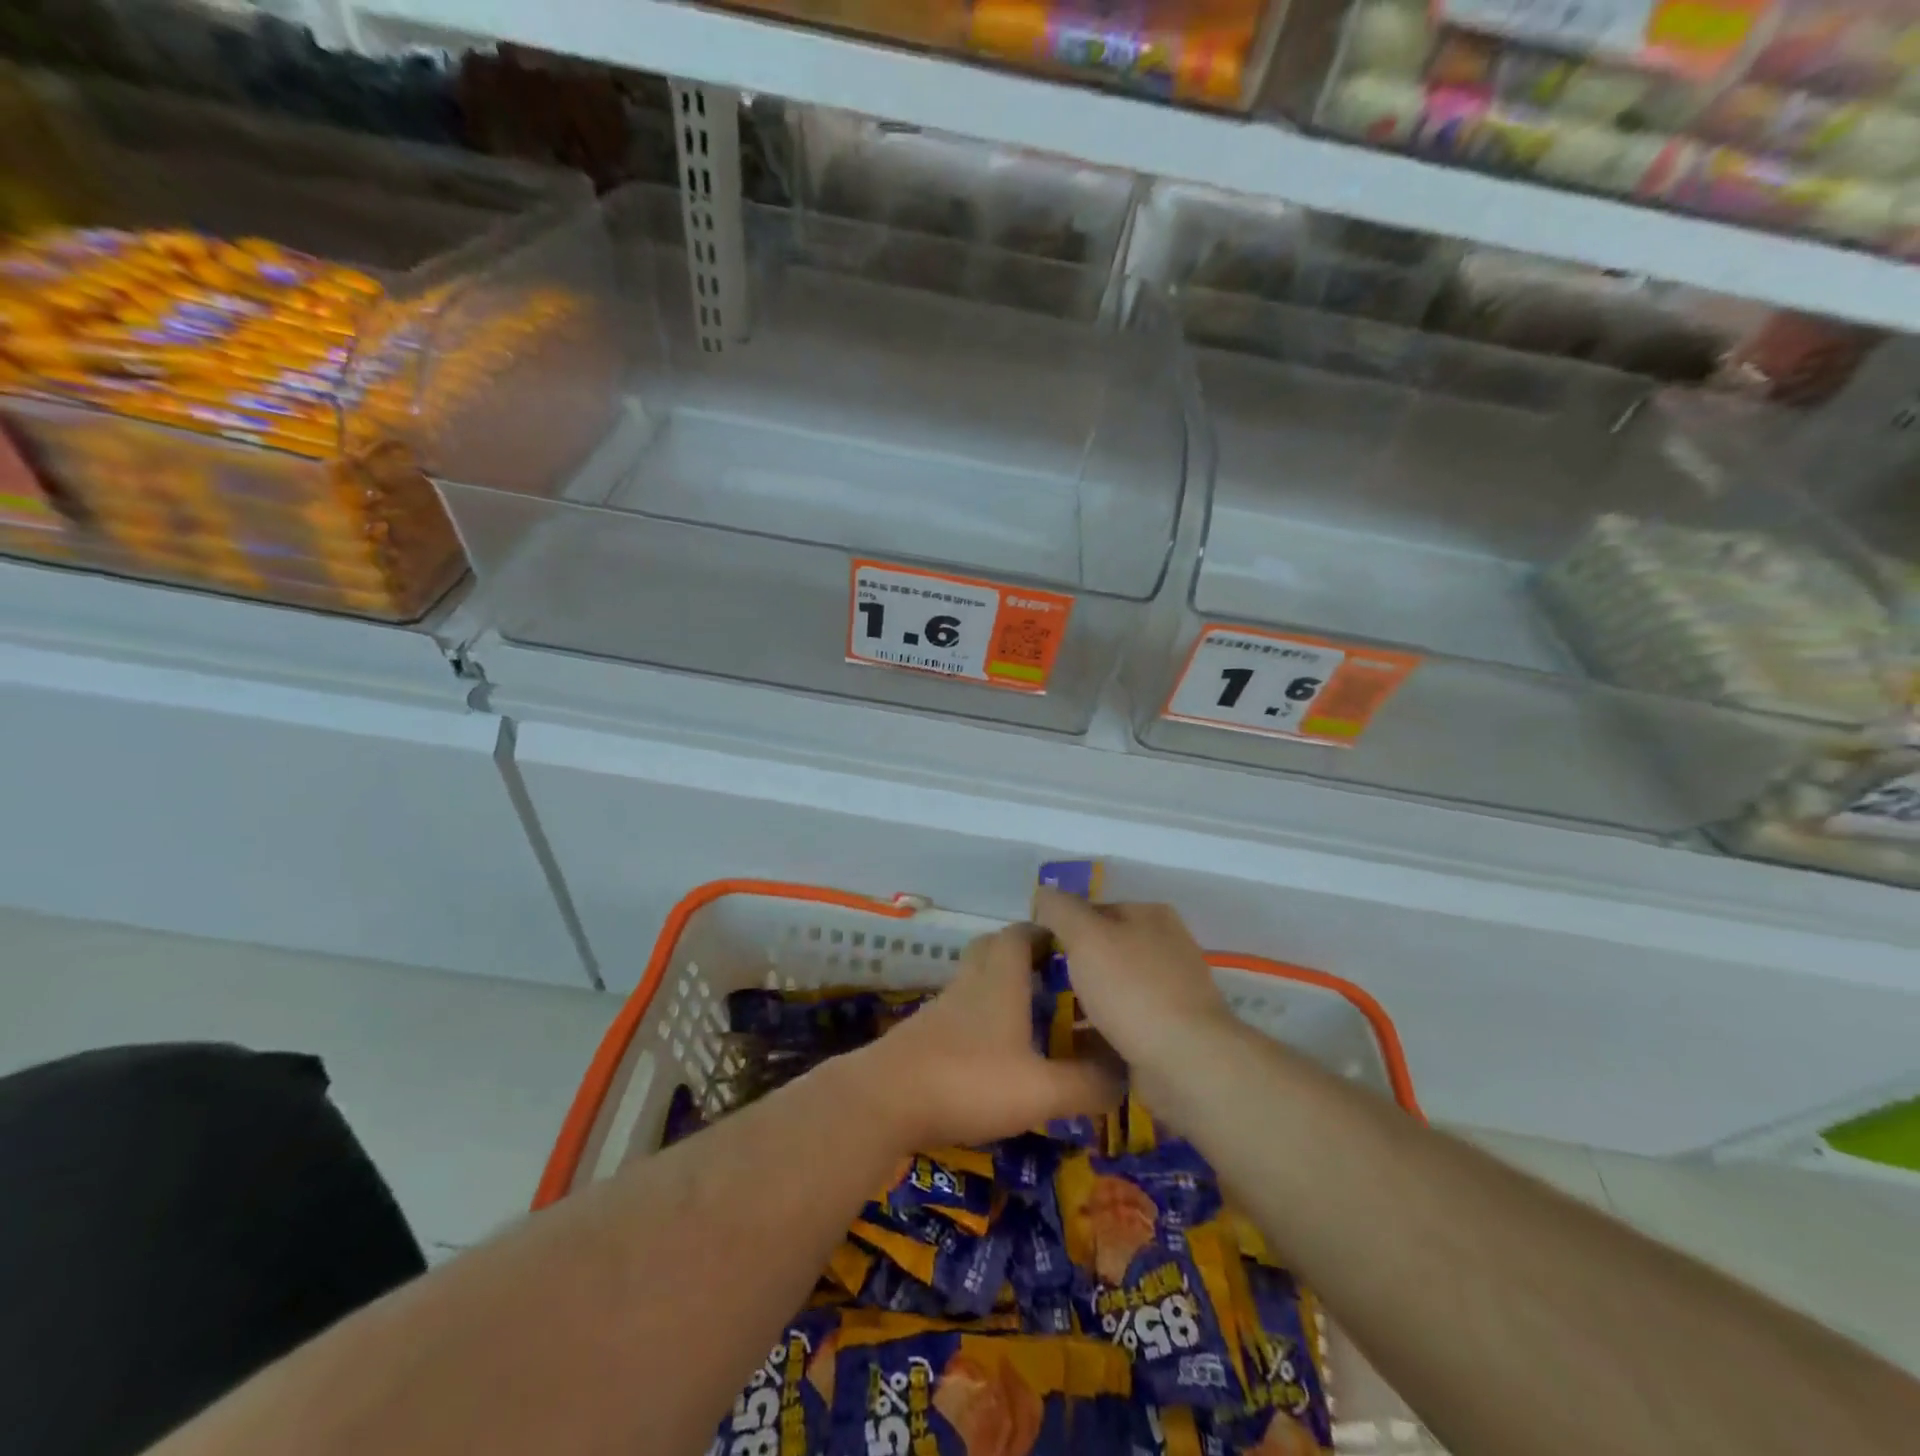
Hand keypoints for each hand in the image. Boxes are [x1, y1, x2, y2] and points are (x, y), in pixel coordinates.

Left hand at [849, 922, 1119, 1150]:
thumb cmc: (967, 1081)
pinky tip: (994, 1052)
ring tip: (1032, 1017)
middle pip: (992, 949)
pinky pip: (959, 1012)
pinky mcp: (922, 1035)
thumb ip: (1087, 1083)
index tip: (1071, 946)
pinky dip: (980, 1019)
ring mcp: (941, 1009)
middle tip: (1052, 977)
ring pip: (974, 981)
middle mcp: (969, 984)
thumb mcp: (1040, 1090)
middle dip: (1021, 953)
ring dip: (1000, 988)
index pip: (1020, 934)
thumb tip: (1125, 1073)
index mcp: (999, 981)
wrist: (883, 1101)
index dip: (1045, 933)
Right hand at [1031, 889, 1233, 1070]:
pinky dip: (1098, 1031)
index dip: (1061, 925)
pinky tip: (1072, 1045)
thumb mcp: (1086, 936)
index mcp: (1150, 915)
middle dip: (1071, 966)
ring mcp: (1170, 991)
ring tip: (1047, 1018)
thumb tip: (1043, 895)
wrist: (1186, 1062)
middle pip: (1103, 949)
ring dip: (1082, 1002)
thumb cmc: (1133, 989)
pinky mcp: (1168, 1032)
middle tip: (1037, 985)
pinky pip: (1121, 1023)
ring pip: (1111, 988)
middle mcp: (1165, 947)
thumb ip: (1060, 910)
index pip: (1093, 909)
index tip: (1034, 951)